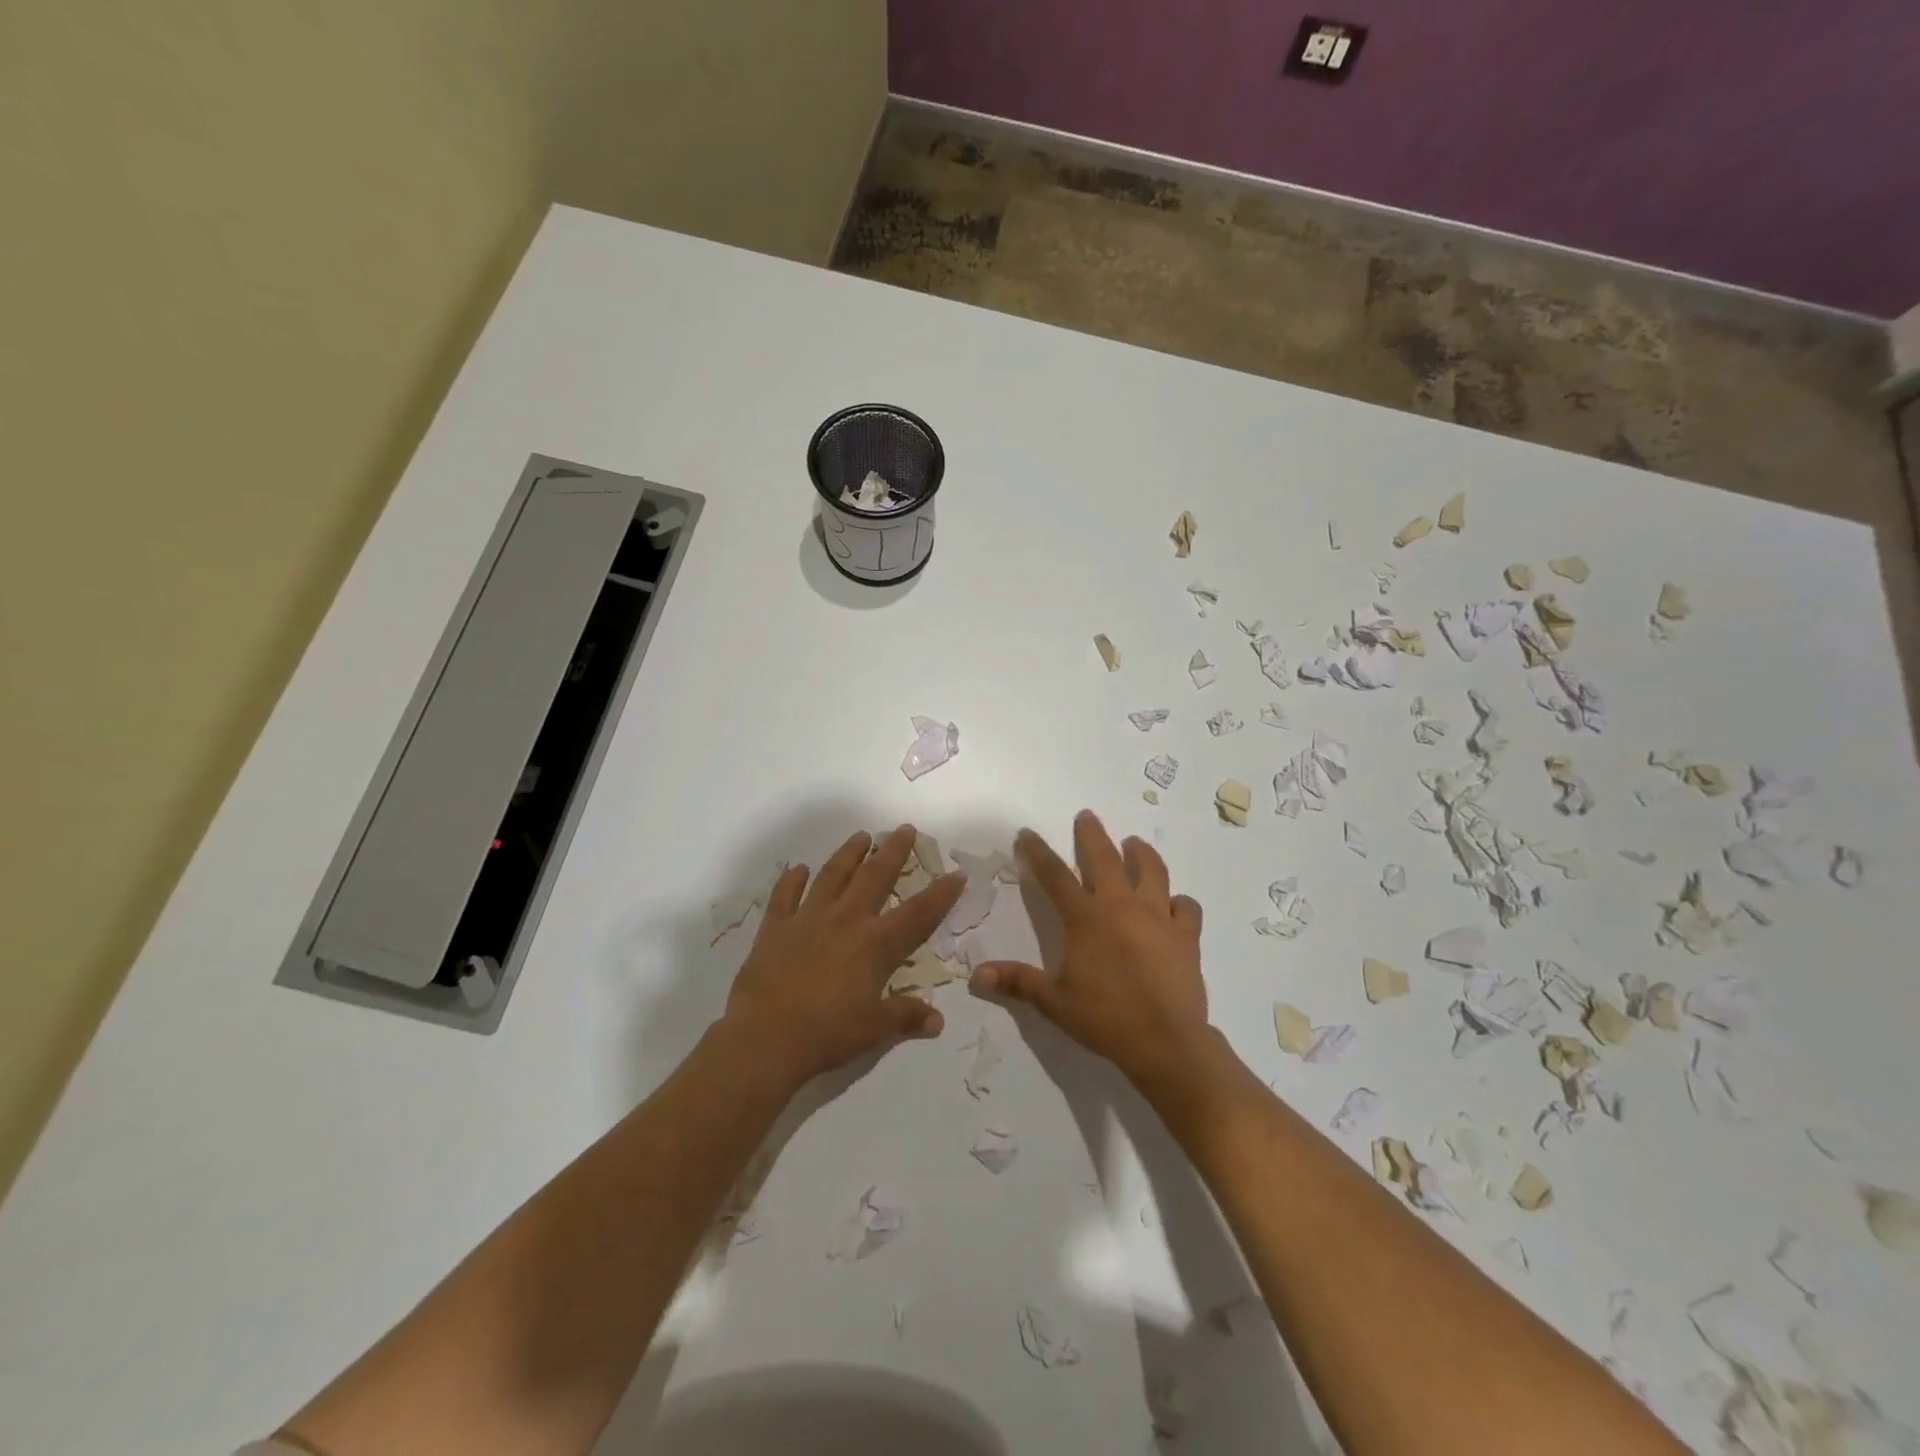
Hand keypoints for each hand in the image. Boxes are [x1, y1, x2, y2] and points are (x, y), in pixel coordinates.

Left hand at [722, 824, 964, 1089]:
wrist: (764, 1039)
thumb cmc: (827, 1033)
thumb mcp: (874, 1030)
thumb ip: (907, 1017)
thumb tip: (938, 1021)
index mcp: (874, 944)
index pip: (917, 913)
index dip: (940, 894)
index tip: (956, 873)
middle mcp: (845, 920)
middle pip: (875, 877)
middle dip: (893, 851)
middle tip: (904, 829)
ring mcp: (807, 918)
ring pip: (833, 875)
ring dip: (849, 853)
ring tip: (861, 836)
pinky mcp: (775, 927)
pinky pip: (785, 895)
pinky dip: (792, 880)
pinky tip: (799, 869)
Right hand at [970, 809, 1208, 1087]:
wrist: (1166, 1042)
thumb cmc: (1105, 1019)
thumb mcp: (1054, 1002)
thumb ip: (1017, 982)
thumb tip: (976, 975)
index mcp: (1086, 918)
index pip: (1055, 875)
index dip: (1038, 852)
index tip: (1028, 833)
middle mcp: (1121, 906)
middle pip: (1105, 858)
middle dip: (1092, 834)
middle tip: (1086, 816)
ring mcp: (1158, 917)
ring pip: (1152, 871)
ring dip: (1141, 854)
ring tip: (1134, 844)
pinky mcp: (1187, 935)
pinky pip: (1186, 907)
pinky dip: (1179, 902)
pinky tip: (1174, 904)